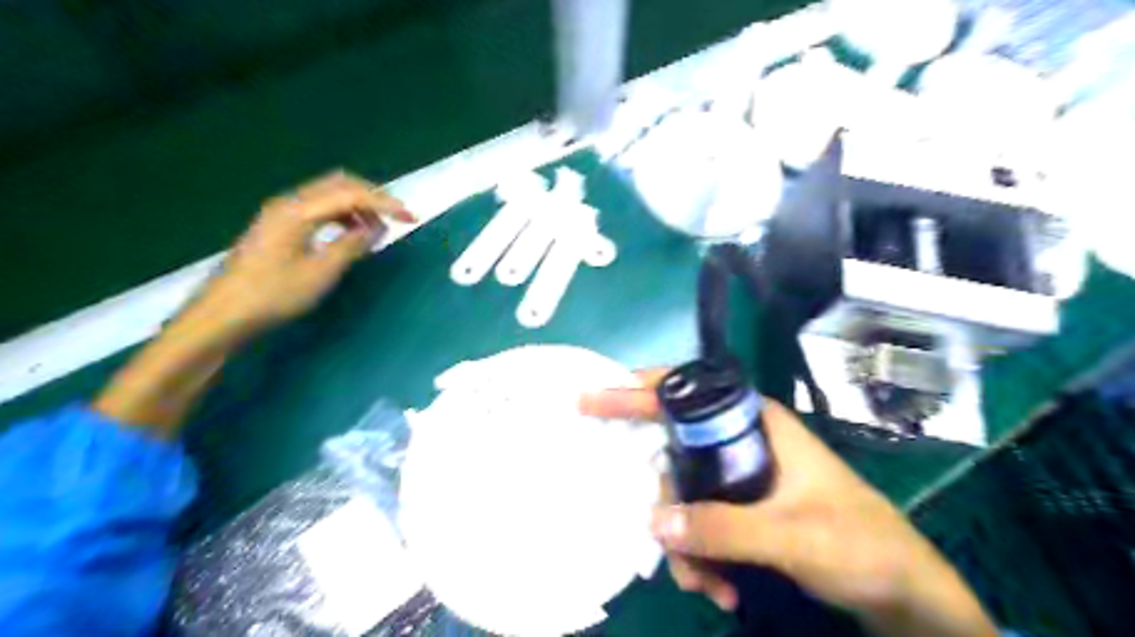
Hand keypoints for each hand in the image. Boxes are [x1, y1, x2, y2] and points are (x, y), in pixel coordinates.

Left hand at [197, 170, 415, 336]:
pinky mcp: (278, 226)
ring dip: (357, 206)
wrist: (224, 314)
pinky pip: (318, 208)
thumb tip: (375, 227)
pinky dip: (341, 215)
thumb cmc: (275, 295)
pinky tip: (350, 234)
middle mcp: (289, 202)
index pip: (351, 194)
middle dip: (372, 196)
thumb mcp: (321, 273)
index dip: (384, 203)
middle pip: (338, 184)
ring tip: (376, 229)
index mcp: (298, 211)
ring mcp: (281, 213)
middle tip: (395, 217)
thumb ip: (351, 245)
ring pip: (328, 195)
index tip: (411, 217)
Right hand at [579, 371, 994, 636]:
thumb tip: (655, 522)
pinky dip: (702, 557)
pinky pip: (701, 522)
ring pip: (685, 496)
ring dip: (688, 544)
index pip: (687, 392)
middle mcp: (742, 442)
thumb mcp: (793, 535)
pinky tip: (721, 589)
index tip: (594, 399)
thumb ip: (726, 528)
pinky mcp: (743, 508)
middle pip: (676, 455)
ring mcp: (741, 477)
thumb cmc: (861, 546)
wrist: (903, 594)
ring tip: (708, 586)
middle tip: (669, 545)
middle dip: (668, 505)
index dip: (638, 390)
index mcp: (757, 424)